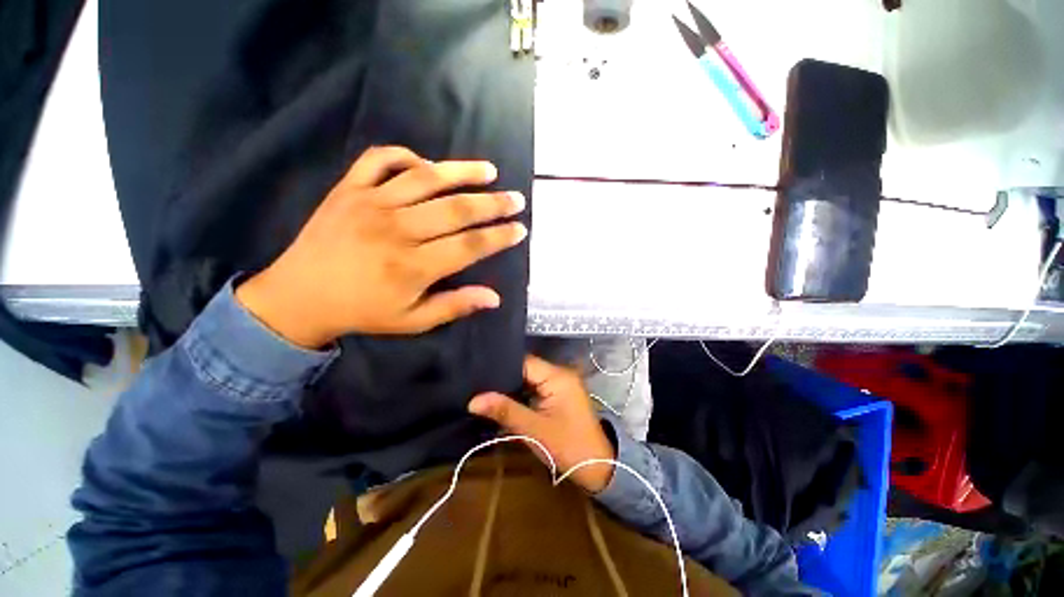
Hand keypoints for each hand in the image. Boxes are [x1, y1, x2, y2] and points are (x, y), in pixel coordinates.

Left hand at [236, 146, 526, 347]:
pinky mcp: (348, 189)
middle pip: (456, 210)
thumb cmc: (362, 312)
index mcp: (413, 266)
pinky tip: (426, 164)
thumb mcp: (413, 321)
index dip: (499, 237)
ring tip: (489, 171)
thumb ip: (455, 306)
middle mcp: (397, 230)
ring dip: (462, 172)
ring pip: (426, 178)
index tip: (520, 229)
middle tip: (517, 199)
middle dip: (493, 204)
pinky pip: (379, 160)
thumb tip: (495, 298)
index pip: (470, 246)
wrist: (299, 296)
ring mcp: (370, 203)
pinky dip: (405, 156)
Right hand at [468, 355, 616, 493]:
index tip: (477, 375)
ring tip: (483, 393)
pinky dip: (520, 396)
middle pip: (525, 369)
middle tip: (476, 386)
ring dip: (510, 388)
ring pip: (527, 379)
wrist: (598, 467)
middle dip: (502, 379)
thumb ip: (505, 411)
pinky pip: (534, 389)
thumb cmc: (569, 447)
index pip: (524, 362)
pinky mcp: (557, 395)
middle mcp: (559, 374)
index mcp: (557, 376)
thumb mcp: (534, 430)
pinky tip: (501, 402)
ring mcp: (559, 384)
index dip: (501, 367)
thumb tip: (473, 400)